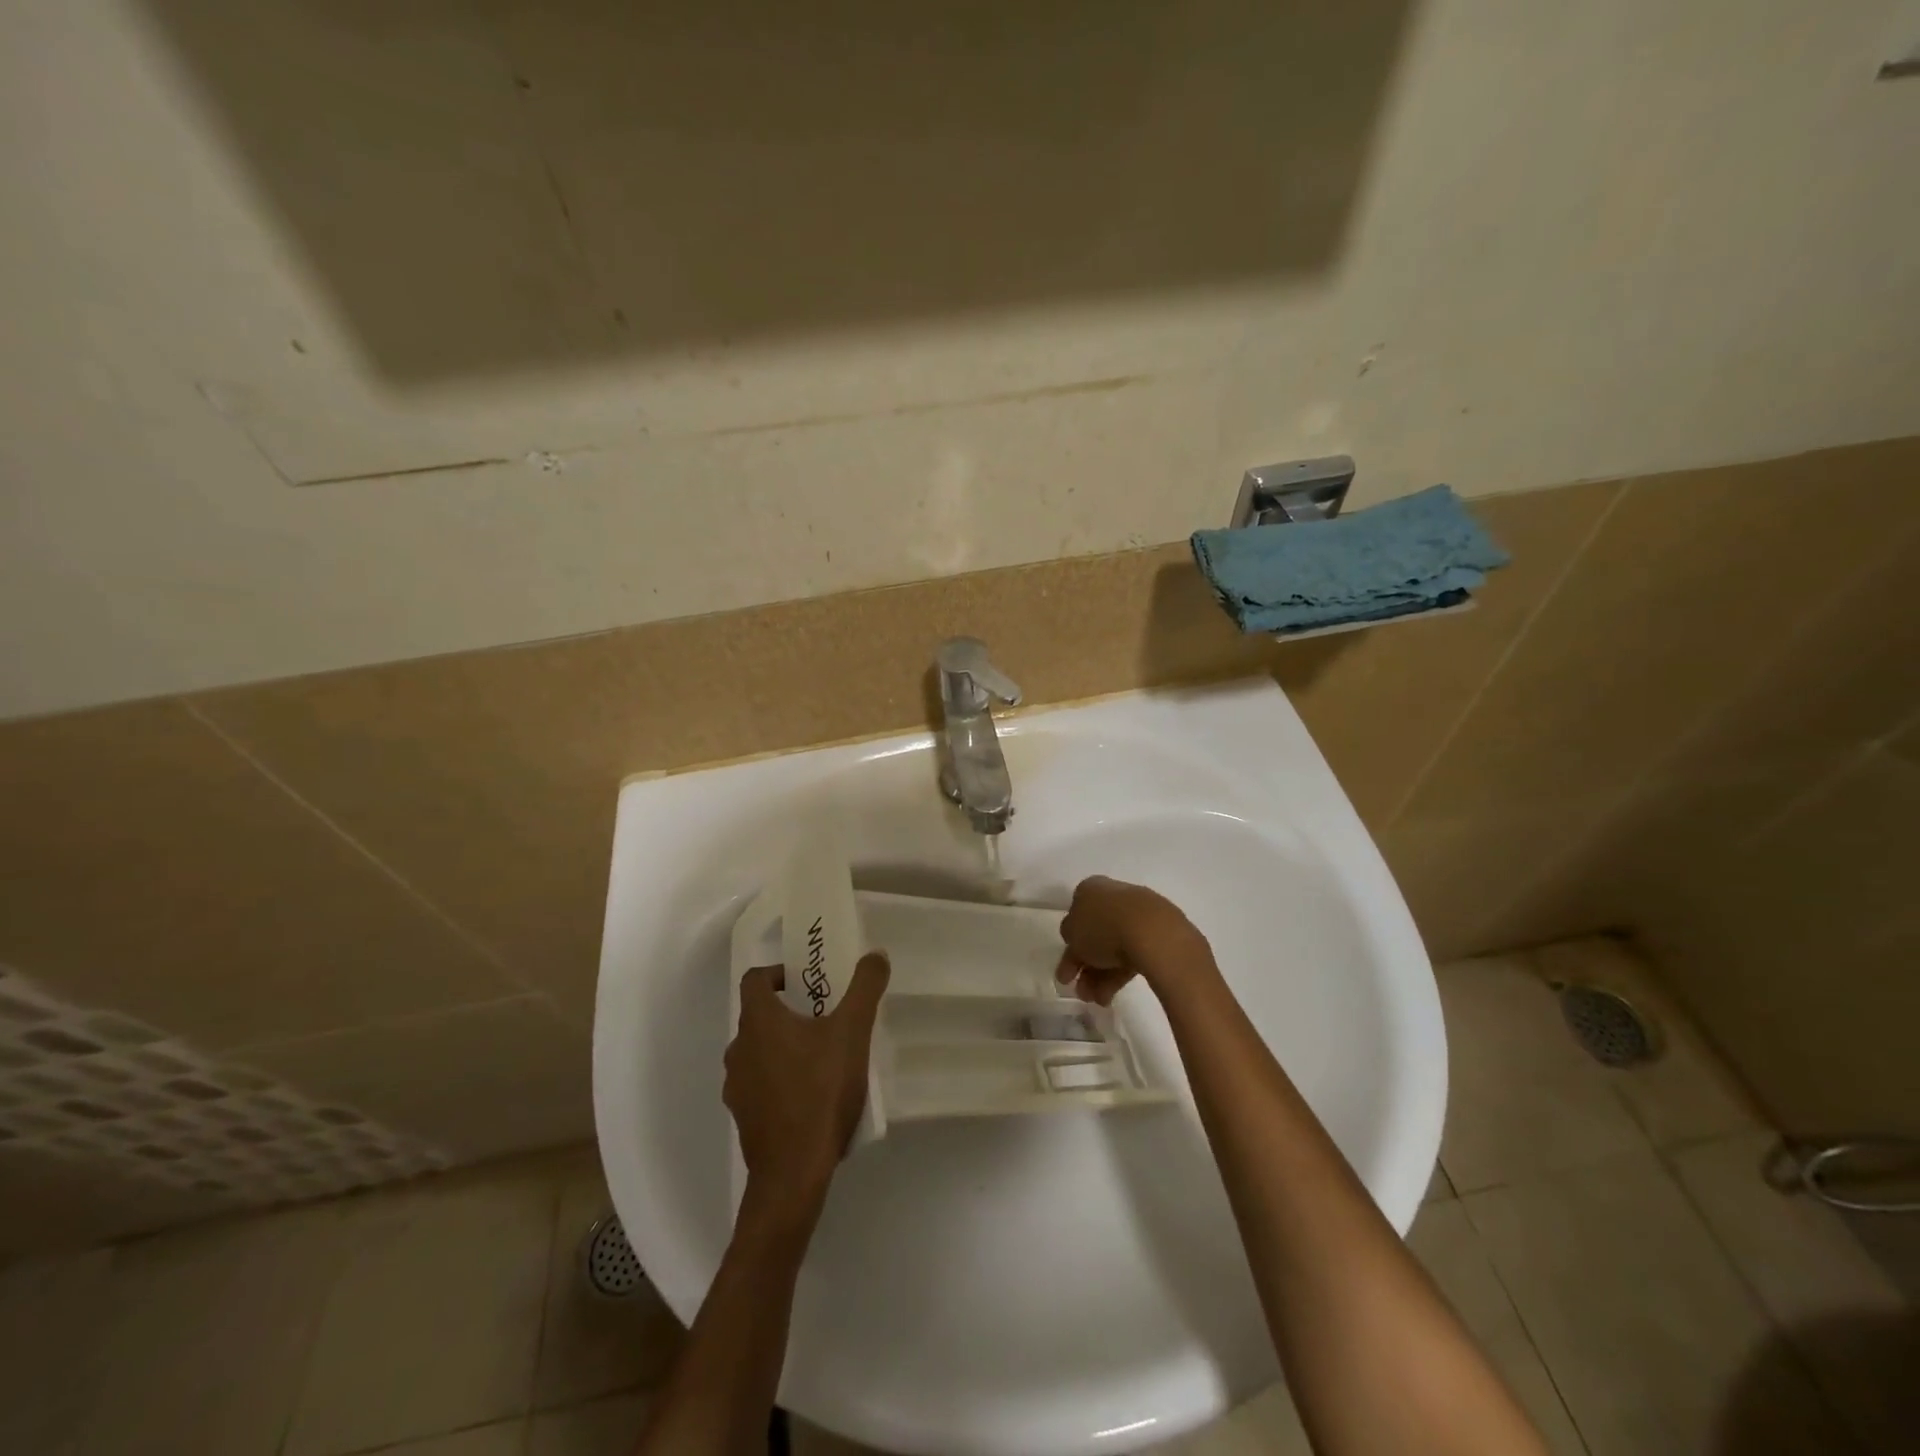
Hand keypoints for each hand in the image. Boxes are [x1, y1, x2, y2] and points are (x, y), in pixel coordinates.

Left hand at [725, 952, 889, 1209]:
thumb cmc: (820, 1091)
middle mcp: (739, 1049)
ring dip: (784, 1046)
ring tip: (821, 1057)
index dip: (778, 973)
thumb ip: (865, 988)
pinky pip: (760, 1084)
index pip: (755, 980)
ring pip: (759, 1051)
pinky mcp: (744, 1117)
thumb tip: (876, 954)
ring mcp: (737, 1086)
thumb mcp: (852, 1033)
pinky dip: (780, 1079)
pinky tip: (811, 1095)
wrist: (794, 1172)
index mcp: (759, 1022)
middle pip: (759, 1016)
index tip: (806, 982)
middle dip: (790, 1011)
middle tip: (825, 1017)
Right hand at [1055, 876, 1212, 1005]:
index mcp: (1089, 889)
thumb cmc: (1102, 926)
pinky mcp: (1156, 933)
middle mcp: (1113, 897)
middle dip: (1085, 966)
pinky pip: (1131, 954)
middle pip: (1094, 935)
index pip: (1075, 916)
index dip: (1069, 945)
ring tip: (1097, 1001)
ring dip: (1099, 976)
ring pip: (1112, 948)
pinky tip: (1111, 996)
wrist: (1151, 932)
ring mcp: (1137, 914)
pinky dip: (1118, 975)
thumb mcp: (1072, 933)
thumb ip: (1070, 936)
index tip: (1066, 972)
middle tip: (1080, 992)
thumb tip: (1077, 941)